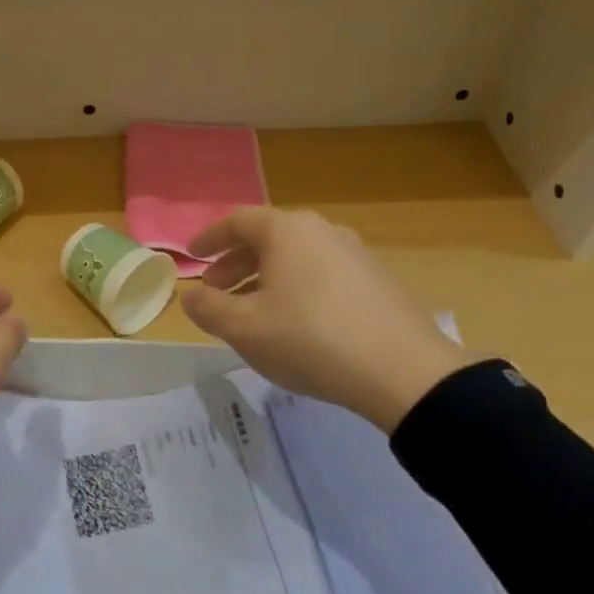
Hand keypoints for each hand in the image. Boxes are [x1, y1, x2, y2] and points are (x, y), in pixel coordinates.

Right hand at [180, 208, 468, 431]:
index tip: (192, 255)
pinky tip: (293, 322)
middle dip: (235, 263)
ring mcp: (354, 253)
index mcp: (286, 231)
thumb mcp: (242, 328)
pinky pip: (321, 274)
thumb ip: (207, 308)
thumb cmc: (309, 339)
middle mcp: (322, 231)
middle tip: (215, 289)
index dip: (209, 238)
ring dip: (264, 278)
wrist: (402, 372)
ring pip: (295, 258)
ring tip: (251, 310)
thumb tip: (191, 295)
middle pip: (267, 238)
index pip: (237, 221)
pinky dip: (295, 288)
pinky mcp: (376, 280)